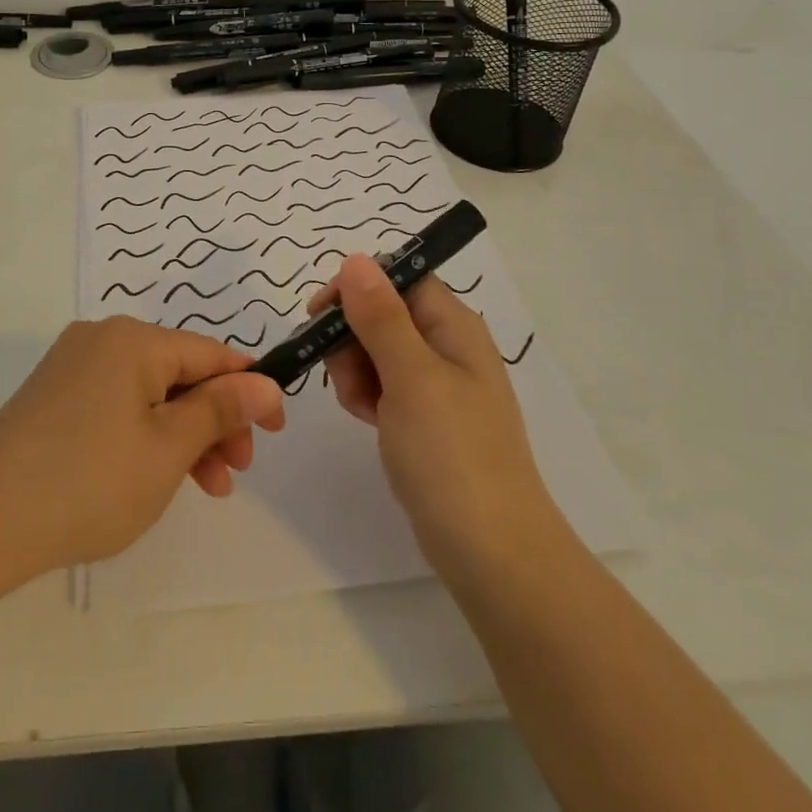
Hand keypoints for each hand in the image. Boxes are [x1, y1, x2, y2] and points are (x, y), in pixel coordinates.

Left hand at [0, 319, 285, 586]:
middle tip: (235, 472)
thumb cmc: (89, 482)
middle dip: (214, 420)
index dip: (249, 389)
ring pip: (148, 393)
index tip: (276, 430)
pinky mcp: (51, 397)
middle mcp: (100, 339)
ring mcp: (70, 367)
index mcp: (132, 339)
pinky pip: (116, 405)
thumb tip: (265, 383)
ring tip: (204, 488)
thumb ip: (220, 410)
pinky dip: (144, 435)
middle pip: (178, 372)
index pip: (210, 353)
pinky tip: (152, 475)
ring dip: (182, 435)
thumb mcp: (168, 448)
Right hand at [317, 254, 555, 581]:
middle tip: (347, 375)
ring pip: (375, 349)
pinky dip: (366, 395)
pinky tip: (368, 420)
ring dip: (354, 370)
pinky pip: (382, 385)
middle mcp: (446, 345)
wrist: (491, 552)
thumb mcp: (411, 377)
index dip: (357, 288)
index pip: (398, 277)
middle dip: (351, 336)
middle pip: (381, 312)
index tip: (320, 314)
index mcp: (453, 325)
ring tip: (363, 406)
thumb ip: (380, 316)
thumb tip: (357, 259)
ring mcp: (435, 384)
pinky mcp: (423, 417)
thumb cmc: (452, 454)